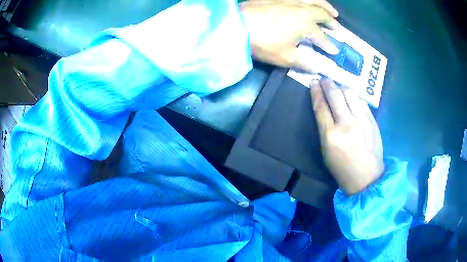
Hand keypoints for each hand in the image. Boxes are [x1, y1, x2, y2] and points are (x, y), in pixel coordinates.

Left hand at [240, 0, 339, 71]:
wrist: (236, 25)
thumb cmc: (262, 42)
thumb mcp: (285, 57)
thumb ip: (305, 62)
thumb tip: (319, 68)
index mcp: (306, 23)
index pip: (322, 36)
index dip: (329, 45)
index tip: (335, 51)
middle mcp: (302, 8)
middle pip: (322, 14)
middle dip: (332, 22)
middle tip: (339, 28)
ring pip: (313, 0)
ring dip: (325, 5)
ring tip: (333, 11)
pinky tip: (310, 0)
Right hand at [310, 79, 383, 194]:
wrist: (367, 178)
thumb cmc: (343, 169)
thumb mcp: (326, 151)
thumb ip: (324, 128)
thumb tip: (324, 109)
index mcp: (331, 135)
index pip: (321, 106)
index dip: (316, 91)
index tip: (313, 82)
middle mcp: (346, 124)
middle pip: (335, 95)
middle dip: (327, 84)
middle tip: (323, 79)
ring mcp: (362, 121)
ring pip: (350, 93)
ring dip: (341, 86)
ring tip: (338, 86)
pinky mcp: (372, 120)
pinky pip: (361, 100)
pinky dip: (354, 95)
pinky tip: (351, 96)